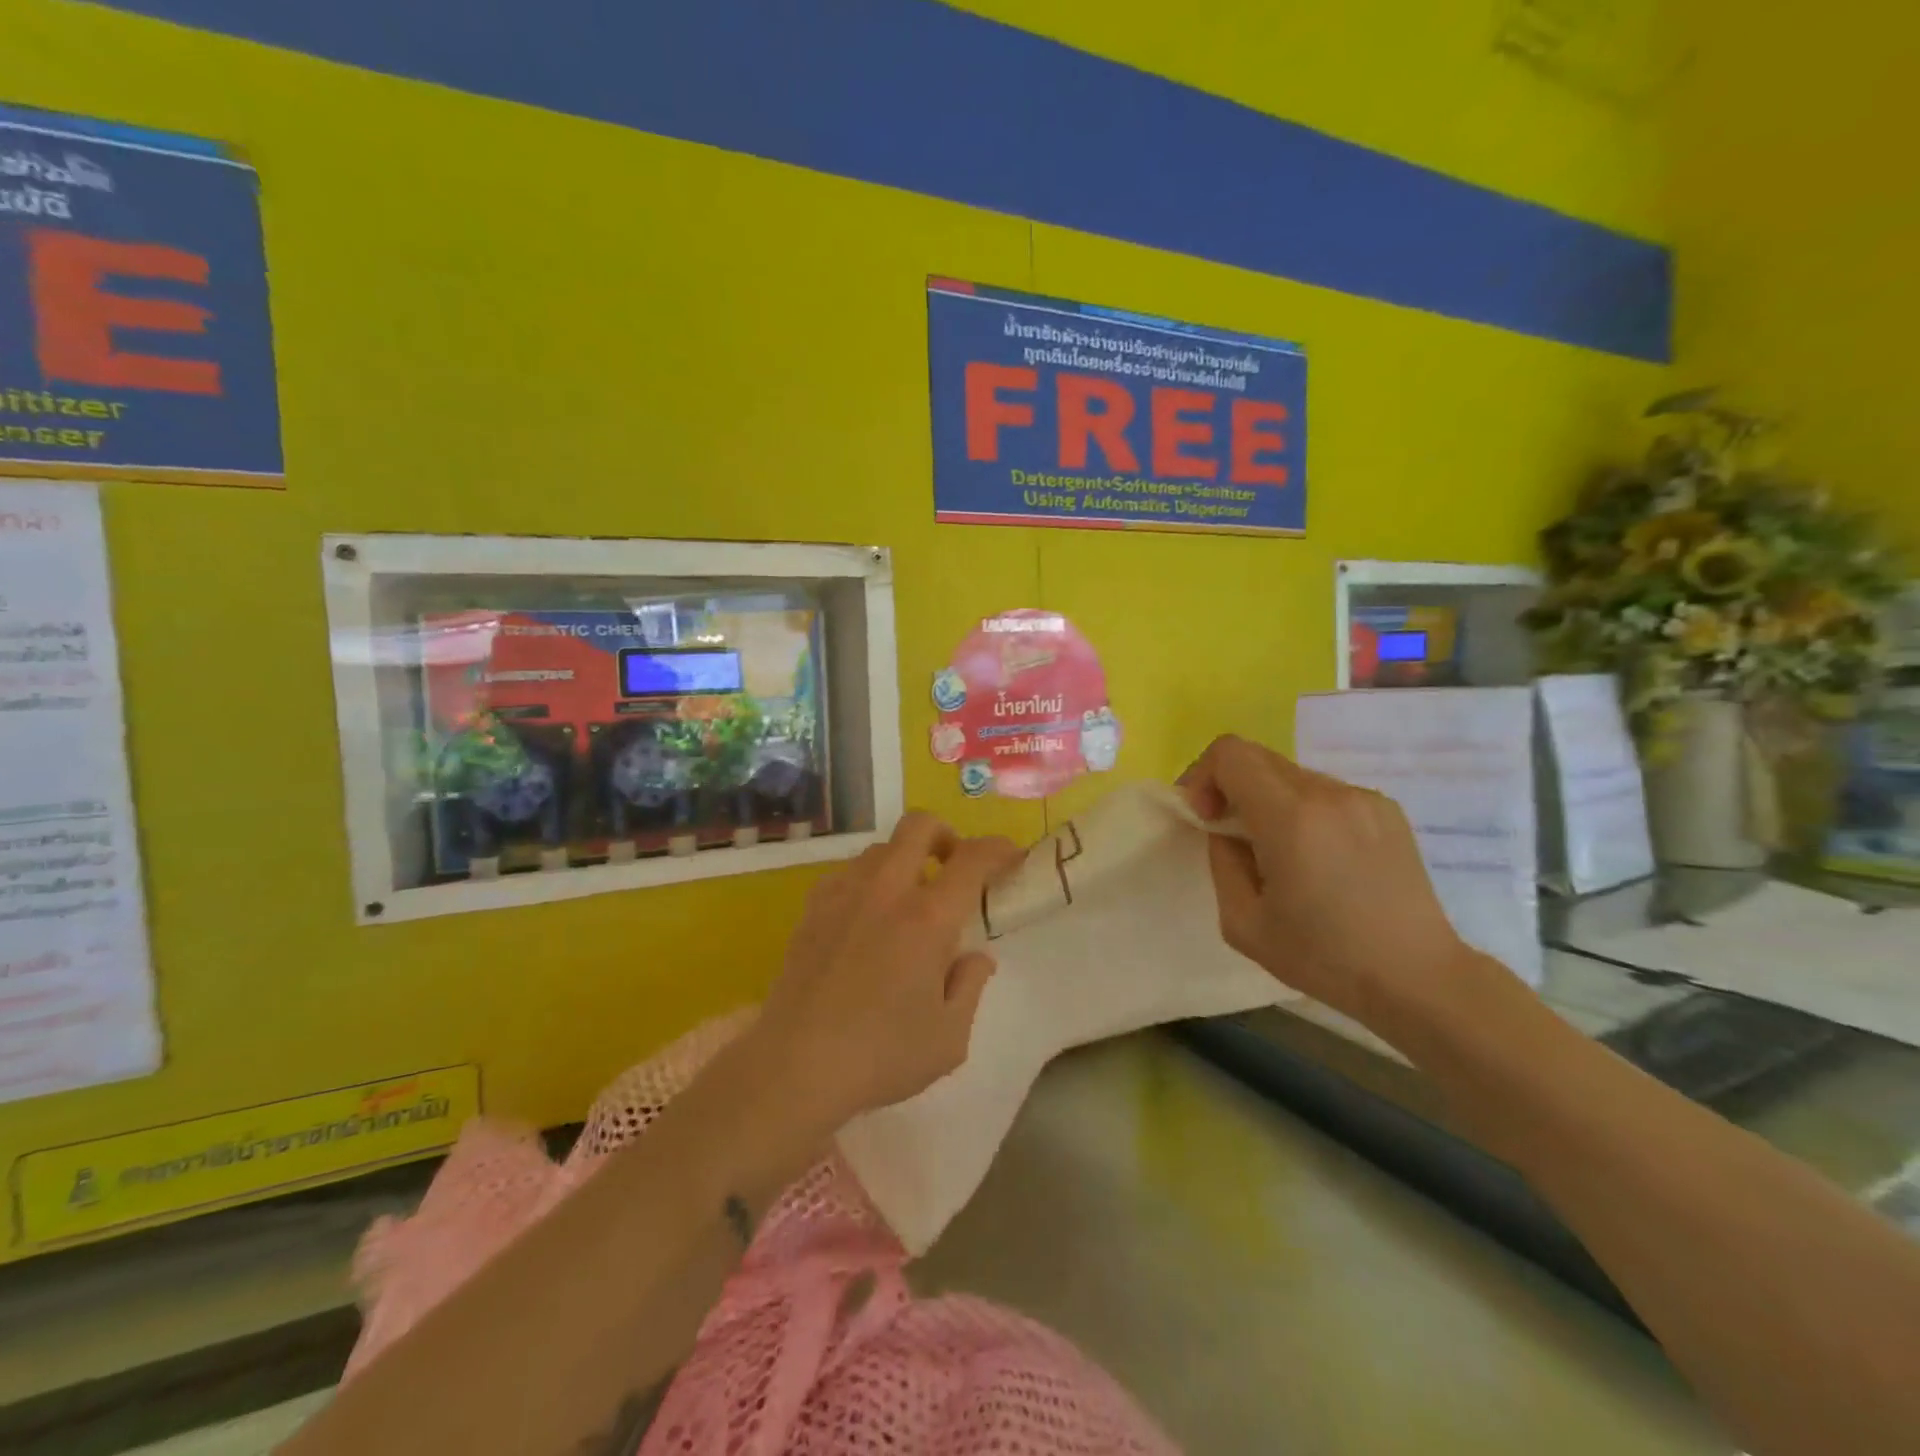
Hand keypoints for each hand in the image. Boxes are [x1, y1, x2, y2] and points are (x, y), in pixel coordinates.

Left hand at [752, 812, 1021, 1130]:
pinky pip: (848, 872)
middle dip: (947, 835)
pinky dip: (869, 880)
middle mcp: (886, 891)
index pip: (972, 859)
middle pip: (920, 826)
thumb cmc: (881, 1055)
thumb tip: (976, 957)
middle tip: (955, 868)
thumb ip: (970, 986)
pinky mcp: (813, 908)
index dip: (998, 849)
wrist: (794, 1066)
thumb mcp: (949, 1038)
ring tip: (910, 900)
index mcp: (928, 918)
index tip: (1010, 857)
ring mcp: (844, 894)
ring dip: (906, 859)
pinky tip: (868, 917)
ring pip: (881, 848)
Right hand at [1181, 734, 1485, 1034]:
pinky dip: (1303, 811)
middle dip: (1230, 787)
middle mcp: (1329, 793)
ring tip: (1279, 853)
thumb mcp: (1243, 923)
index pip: (1230, 754)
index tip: (1207, 818)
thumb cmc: (1324, 957)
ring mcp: (1363, 798)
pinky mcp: (1387, 809)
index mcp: (1290, 818)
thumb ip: (1222, 861)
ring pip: (1291, 775)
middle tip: (1232, 834)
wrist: (1417, 978)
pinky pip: (1324, 792)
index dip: (1203, 776)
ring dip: (1267, 800)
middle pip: (1258, 757)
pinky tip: (1319, 859)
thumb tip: (1226, 830)